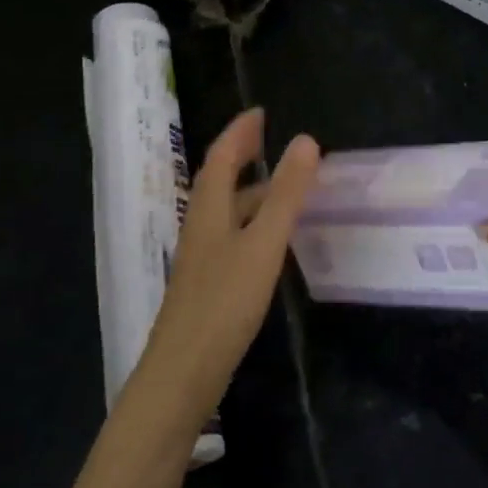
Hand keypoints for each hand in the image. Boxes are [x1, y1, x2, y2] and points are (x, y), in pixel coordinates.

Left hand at [136, 108, 319, 425]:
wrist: (182, 375)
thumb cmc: (224, 303)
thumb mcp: (263, 244)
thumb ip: (285, 194)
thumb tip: (305, 140)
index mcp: (209, 209)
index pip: (222, 157)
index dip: (240, 132)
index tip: (260, 112)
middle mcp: (201, 226)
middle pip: (219, 180)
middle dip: (242, 154)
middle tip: (269, 139)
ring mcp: (202, 258)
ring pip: (225, 210)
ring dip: (249, 189)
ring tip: (282, 184)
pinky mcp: (208, 284)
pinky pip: (231, 235)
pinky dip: (251, 220)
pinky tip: (269, 239)